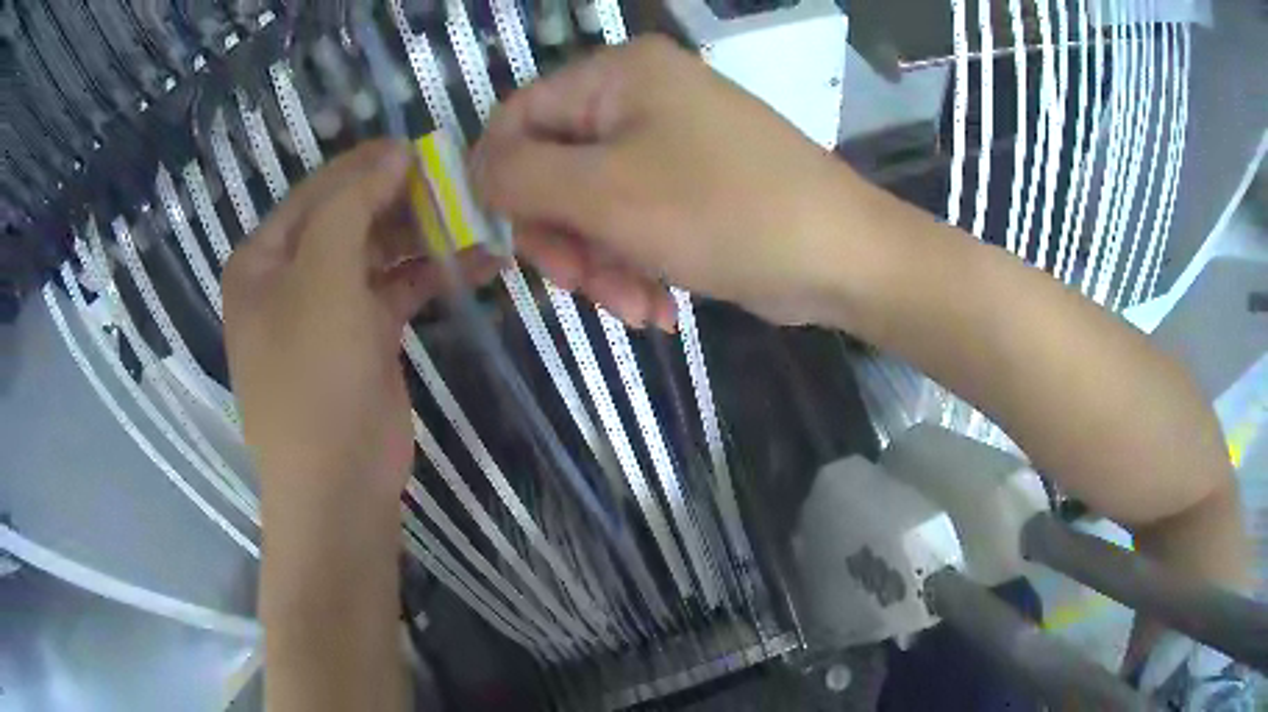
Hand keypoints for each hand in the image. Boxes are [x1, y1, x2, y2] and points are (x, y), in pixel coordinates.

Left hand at [222, 140, 496, 500]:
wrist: (338, 488)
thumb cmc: (313, 380)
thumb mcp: (322, 280)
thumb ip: (352, 207)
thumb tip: (394, 155)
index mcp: (263, 259)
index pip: (319, 190)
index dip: (369, 165)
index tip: (425, 147)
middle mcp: (291, 276)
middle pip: (351, 217)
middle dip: (403, 199)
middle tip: (460, 182)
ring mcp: (329, 306)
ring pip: (379, 251)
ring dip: (426, 234)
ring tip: (479, 216)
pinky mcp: (365, 335)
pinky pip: (399, 288)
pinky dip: (434, 274)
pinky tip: (480, 262)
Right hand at [471, 35, 861, 327]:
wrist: (841, 257)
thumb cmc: (723, 211)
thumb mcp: (604, 192)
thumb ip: (520, 176)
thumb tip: (475, 173)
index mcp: (618, 75)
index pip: (519, 117)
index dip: (500, 181)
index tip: (507, 244)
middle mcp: (641, 98)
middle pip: (555, 168)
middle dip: (563, 237)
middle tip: (580, 286)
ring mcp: (669, 143)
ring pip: (592, 206)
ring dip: (600, 265)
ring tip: (633, 308)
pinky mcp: (691, 187)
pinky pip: (633, 223)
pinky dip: (634, 268)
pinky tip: (656, 308)